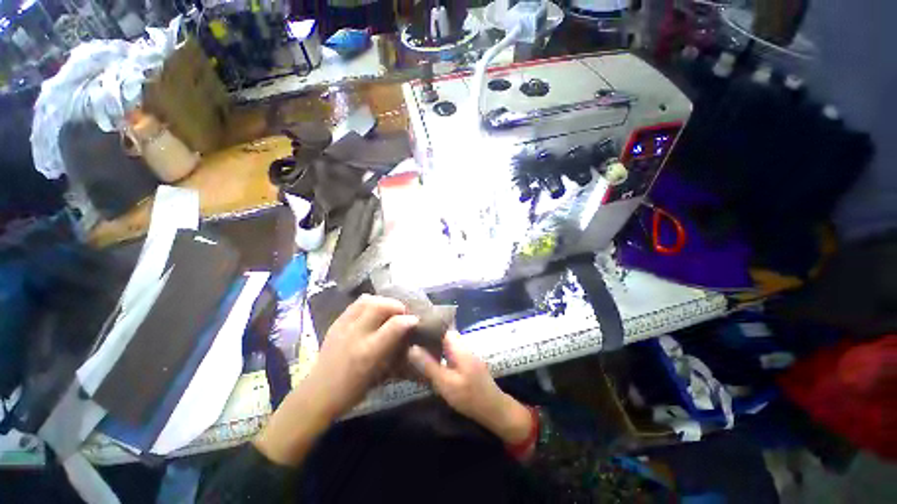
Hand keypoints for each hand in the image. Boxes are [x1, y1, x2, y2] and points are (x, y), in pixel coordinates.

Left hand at [303, 294, 418, 420]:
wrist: (318, 394)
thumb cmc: (354, 390)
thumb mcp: (381, 374)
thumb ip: (396, 350)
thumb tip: (409, 333)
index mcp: (369, 352)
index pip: (395, 325)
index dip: (409, 319)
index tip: (415, 320)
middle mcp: (356, 334)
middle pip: (380, 305)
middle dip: (396, 305)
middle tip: (402, 313)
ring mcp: (343, 326)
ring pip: (367, 300)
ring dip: (383, 301)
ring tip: (388, 310)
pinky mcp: (336, 322)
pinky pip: (356, 303)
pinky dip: (369, 302)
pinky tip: (373, 311)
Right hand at [408, 332, 533, 445]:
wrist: (493, 409)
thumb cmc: (469, 396)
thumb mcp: (445, 383)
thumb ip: (429, 365)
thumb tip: (412, 348)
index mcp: (459, 346)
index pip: (443, 328)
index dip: (429, 327)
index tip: (414, 330)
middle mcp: (464, 346)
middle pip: (445, 335)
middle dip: (431, 336)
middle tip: (413, 341)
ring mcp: (468, 354)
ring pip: (449, 344)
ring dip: (436, 345)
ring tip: (419, 350)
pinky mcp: (468, 362)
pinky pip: (452, 352)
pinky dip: (442, 353)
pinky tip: (432, 361)